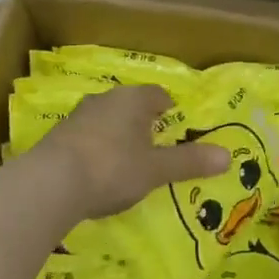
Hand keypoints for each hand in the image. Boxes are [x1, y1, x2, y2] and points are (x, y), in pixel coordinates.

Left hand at [28, 84, 228, 222]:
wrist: (50, 184)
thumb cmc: (112, 168)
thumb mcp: (156, 169)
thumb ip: (189, 162)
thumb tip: (228, 156)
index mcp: (132, 99)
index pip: (158, 95)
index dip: (169, 109)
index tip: (176, 127)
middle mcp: (104, 100)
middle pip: (130, 106)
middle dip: (143, 124)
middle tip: (156, 147)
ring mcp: (77, 117)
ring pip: (106, 121)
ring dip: (117, 137)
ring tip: (128, 162)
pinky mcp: (57, 138)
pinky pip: (86, 139)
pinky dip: (96, 151)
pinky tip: (99, 174)